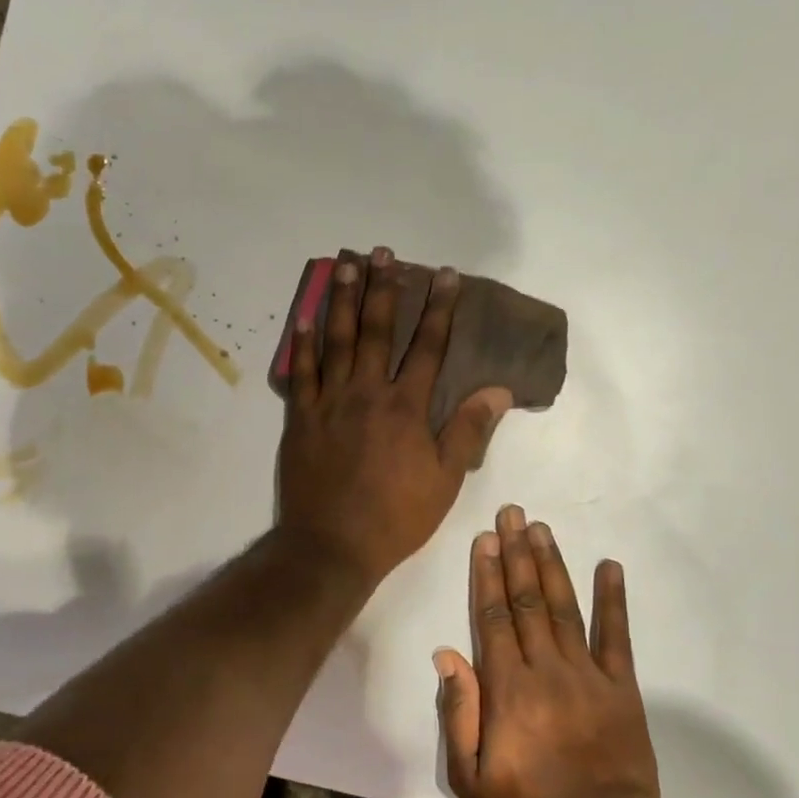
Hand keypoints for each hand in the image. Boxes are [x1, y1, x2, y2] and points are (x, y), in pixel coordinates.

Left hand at [275, 247, 510, 588]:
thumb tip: (498, 389)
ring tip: (345, 264)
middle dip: (384, 288)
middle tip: (383, 252)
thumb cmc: (396, 516)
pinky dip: (302, 344)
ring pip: (337, 340)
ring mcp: (329, 402)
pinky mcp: (300, 418)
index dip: (441, 308)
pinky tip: (303, 317)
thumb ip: (468, 430)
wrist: (333, 545)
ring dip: (342, 300)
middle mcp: (367, 393)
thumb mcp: (445, 479)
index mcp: (406, 407)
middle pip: (378, 330)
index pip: (429, 346)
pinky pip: (300, 373)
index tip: (447, 275)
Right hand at [436, 504, 662, 797]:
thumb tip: (447, 653)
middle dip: (516, 553)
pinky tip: (609, 566)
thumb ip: (458, 712)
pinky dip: (613, 599)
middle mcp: (546, 669)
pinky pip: (617, 636)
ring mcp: (588, 675)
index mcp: (507, 688)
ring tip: (541, 529)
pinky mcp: (622, 687)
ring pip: (564, 607)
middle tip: (511, 514)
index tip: (484, 539)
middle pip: (526, 600)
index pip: (493, 617)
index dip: (486, 575)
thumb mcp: (468, 774)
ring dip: (551, 564)